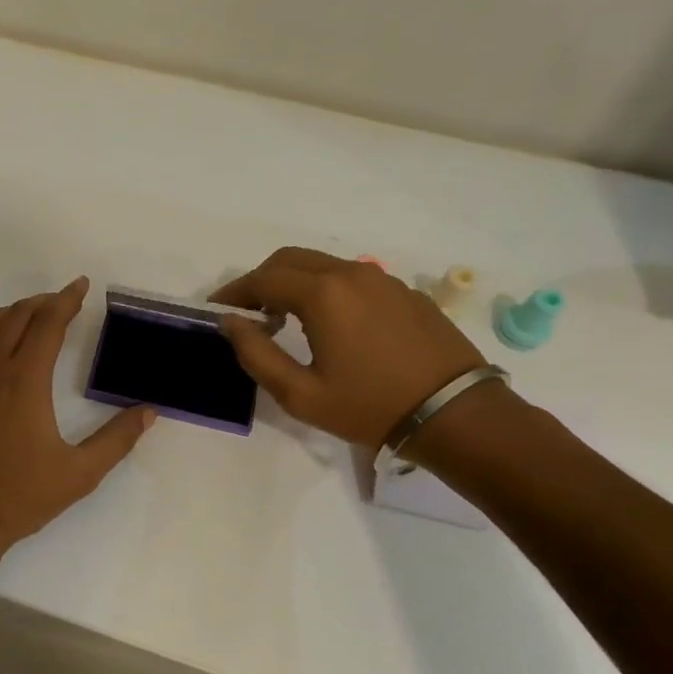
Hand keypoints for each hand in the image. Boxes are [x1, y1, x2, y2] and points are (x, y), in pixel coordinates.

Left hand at [0, 278, 154, 563]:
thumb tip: (149, 412)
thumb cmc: (19, 498)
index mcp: (25, 381)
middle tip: (62, 300)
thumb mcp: (79, 474)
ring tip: (29, 315)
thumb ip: (116, 440)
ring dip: (10, 313)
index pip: (48, 324)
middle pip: (16, 317)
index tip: (81, 285)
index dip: (66, 300)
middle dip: (42, 302)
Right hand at [213, 248, 485, 446]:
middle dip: (261, 280)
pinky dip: (326, 289)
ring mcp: (383, 279)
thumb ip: (256, 354)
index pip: (263, 278)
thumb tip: (230, 322)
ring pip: (323, 265)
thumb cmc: (370, 407)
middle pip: (290, 259)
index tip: (217, 310)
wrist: (454, 414)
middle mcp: (351, 274)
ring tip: (283, 318)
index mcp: (323, 294)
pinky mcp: (404, 292)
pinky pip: (352, 279)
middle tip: (248, 312)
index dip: (234, 292)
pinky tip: (329, 324)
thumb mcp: (300, 394)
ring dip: (294, 282)